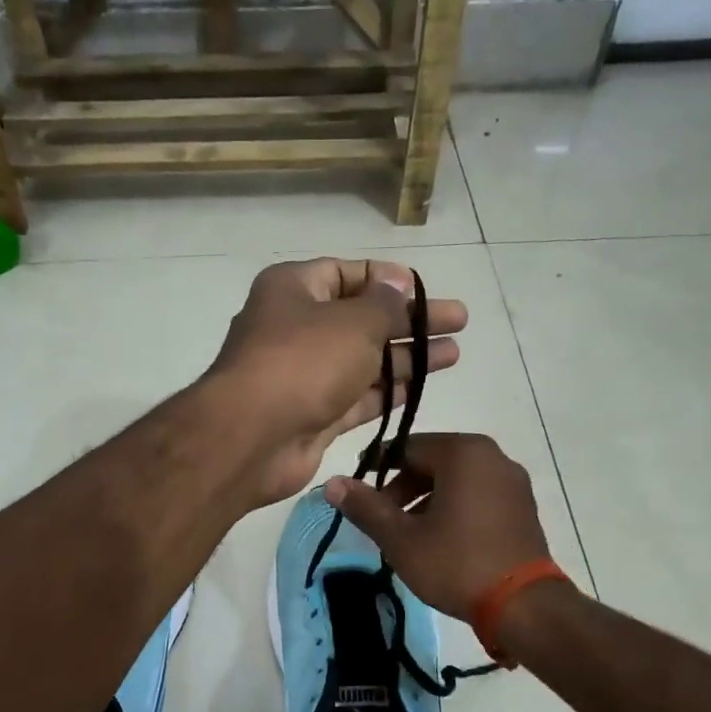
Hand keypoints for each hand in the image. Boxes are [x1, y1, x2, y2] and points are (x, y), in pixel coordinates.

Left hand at [205, 258, 466, 504]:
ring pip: (363, 361)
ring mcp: (303, 376)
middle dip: (409, 321)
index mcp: (293, 290)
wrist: (252, 438)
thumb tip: (396, 285)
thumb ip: (384, 305)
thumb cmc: (303, 362)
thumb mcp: (354, 322)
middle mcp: (296, 328)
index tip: (425, 291)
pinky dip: (387, 392)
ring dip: (406, 358)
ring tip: (453, 354)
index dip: (387, 279)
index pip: (346, 273)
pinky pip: (357, 398)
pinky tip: (422, 388)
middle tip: (458, 321)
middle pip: (362, 319)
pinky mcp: (313, 416)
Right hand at [323, 433, 553, 619]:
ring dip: (427, 499)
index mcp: (464, 453)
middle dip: (402, 487)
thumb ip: (366, 507)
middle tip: (382, 519)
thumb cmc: (457, 564)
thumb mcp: (401, 538)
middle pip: (433, 461)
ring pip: (456, 479)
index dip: (377, 468)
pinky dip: (454, 507)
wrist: (524, 606)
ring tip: (408, 534)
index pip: (407, 447)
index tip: (359, 494)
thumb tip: (332, 483)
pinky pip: (478, 494)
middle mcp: (493, 456)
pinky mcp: (523, 507)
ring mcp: (513, 482)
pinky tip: (441, 539)